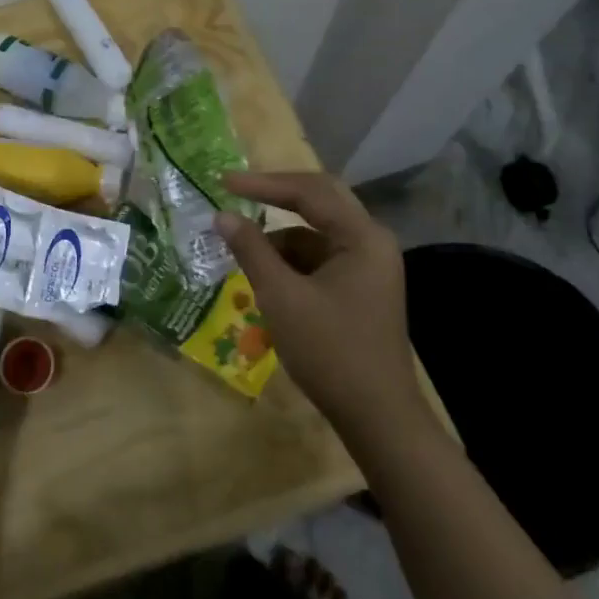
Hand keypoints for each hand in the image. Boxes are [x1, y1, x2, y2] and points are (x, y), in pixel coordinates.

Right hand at [215, 171, 423, 432]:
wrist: (377, 417)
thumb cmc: (330, 351)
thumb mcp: (281, 297)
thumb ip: (251, 250)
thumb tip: (222, 215)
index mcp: (362, 237)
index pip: (309, 192)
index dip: (262, 184)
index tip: (222, 182)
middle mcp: (371, 242)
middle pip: (318, 202)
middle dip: (274, 197)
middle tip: (233, 193)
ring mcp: (368, 266)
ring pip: (316, 232)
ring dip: (279, 236)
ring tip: (241, 249)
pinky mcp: (360, 287)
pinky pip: (320, 257)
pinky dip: (290, 260)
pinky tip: (265, 276)